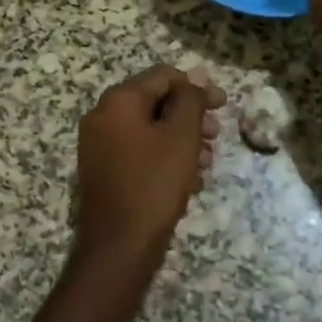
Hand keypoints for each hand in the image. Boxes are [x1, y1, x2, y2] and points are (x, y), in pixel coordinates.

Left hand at [74, 66, 225, 267]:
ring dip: (181, 140)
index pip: (163, 76)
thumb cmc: (154, 184)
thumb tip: (195, 74)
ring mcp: (98, 143)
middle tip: (216, 136)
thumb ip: (189, 100)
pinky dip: (163, 157)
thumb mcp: (180, 137)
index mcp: (118, 100)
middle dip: (190, 117)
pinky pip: (138, 150)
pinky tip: (187, 181)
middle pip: (155, 102)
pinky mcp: (102, 169)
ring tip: (205, 165)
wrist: (118, 246)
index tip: (223, 106)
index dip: (196, 87)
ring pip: (149, 129)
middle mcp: (102, 115)